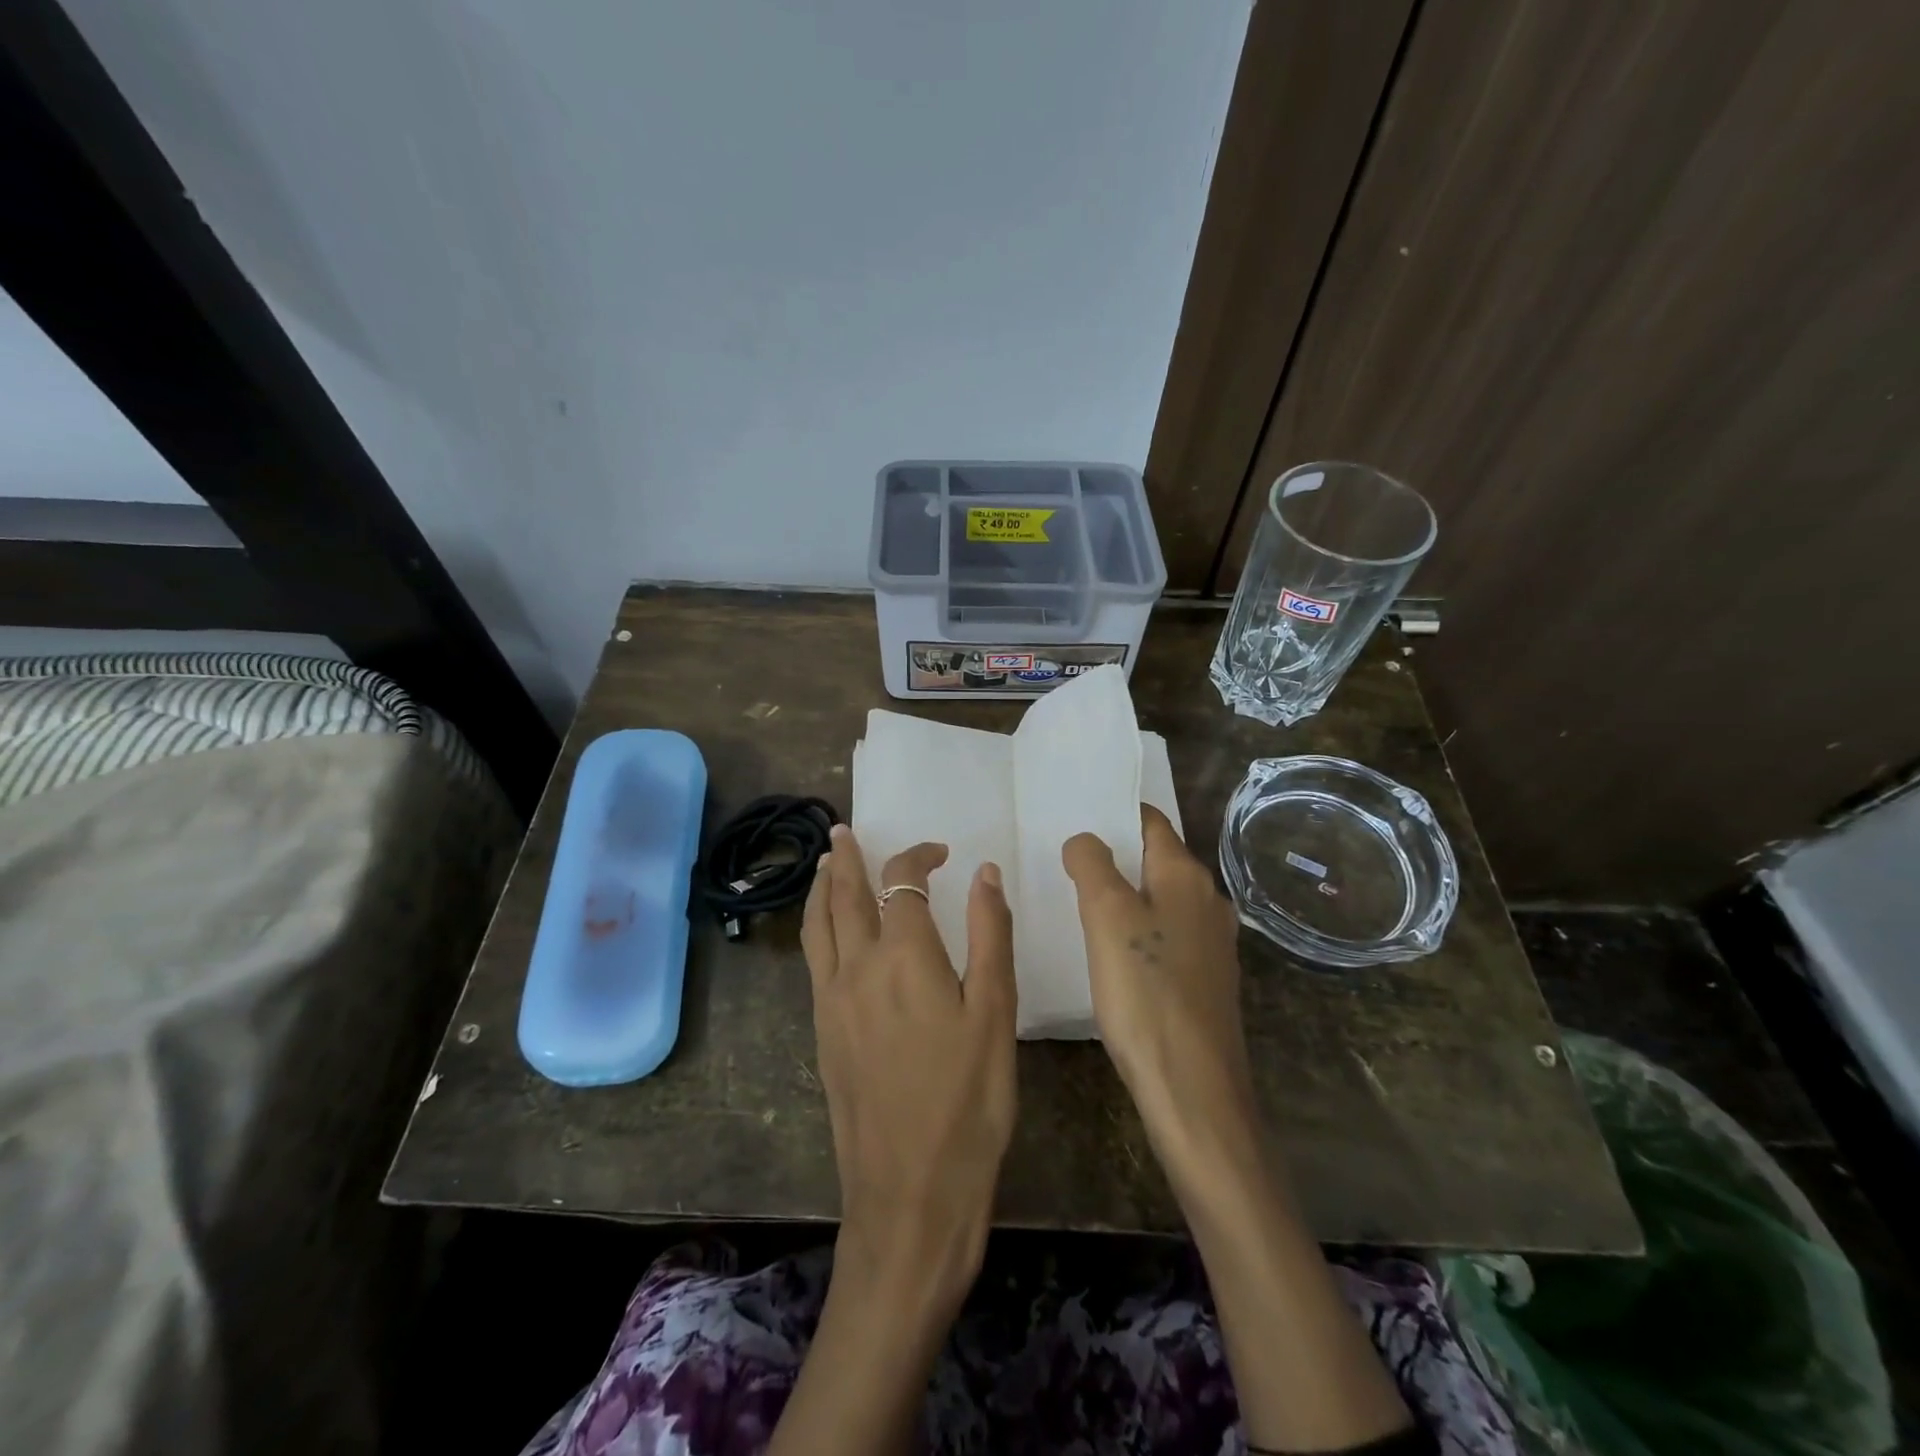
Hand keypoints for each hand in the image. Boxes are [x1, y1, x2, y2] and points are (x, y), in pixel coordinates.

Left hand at [801, 824, 1016, 1309]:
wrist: (909, 1193)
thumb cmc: (968, 1101)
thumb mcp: (995, 1014)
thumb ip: (990, 934)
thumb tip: (984, 872)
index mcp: (904, 956)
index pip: (902, 881)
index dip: (917, 856)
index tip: (940, 853)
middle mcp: (857, 967)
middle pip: (846, 895)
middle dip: (847, 858)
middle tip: (843, 831)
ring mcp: (832, 1000)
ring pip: (818, 925)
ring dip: (823, 888)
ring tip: (827, 866)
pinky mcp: (823, 1031)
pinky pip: (813, 958)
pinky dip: (817, 926)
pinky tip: (827, 931)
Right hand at [1061, 806, 1252, 1173]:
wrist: (1193, 1089)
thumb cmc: (1146, 992)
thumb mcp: (1106, 916)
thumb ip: (1092, 864)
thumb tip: (1085, 839)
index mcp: (1186, 877)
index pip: (1150, 821)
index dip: (1113, 814)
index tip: (1074, 816)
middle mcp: (1208, 901)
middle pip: (1157, 859)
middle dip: (1116, 854)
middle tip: (1067, 858)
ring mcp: (1212, 943)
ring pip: (1161, 899)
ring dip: (1126, 894)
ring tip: (1081, 900)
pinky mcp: (1206, 980)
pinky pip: (1166, 935)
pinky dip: (1139, 929)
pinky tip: (1112, 950)